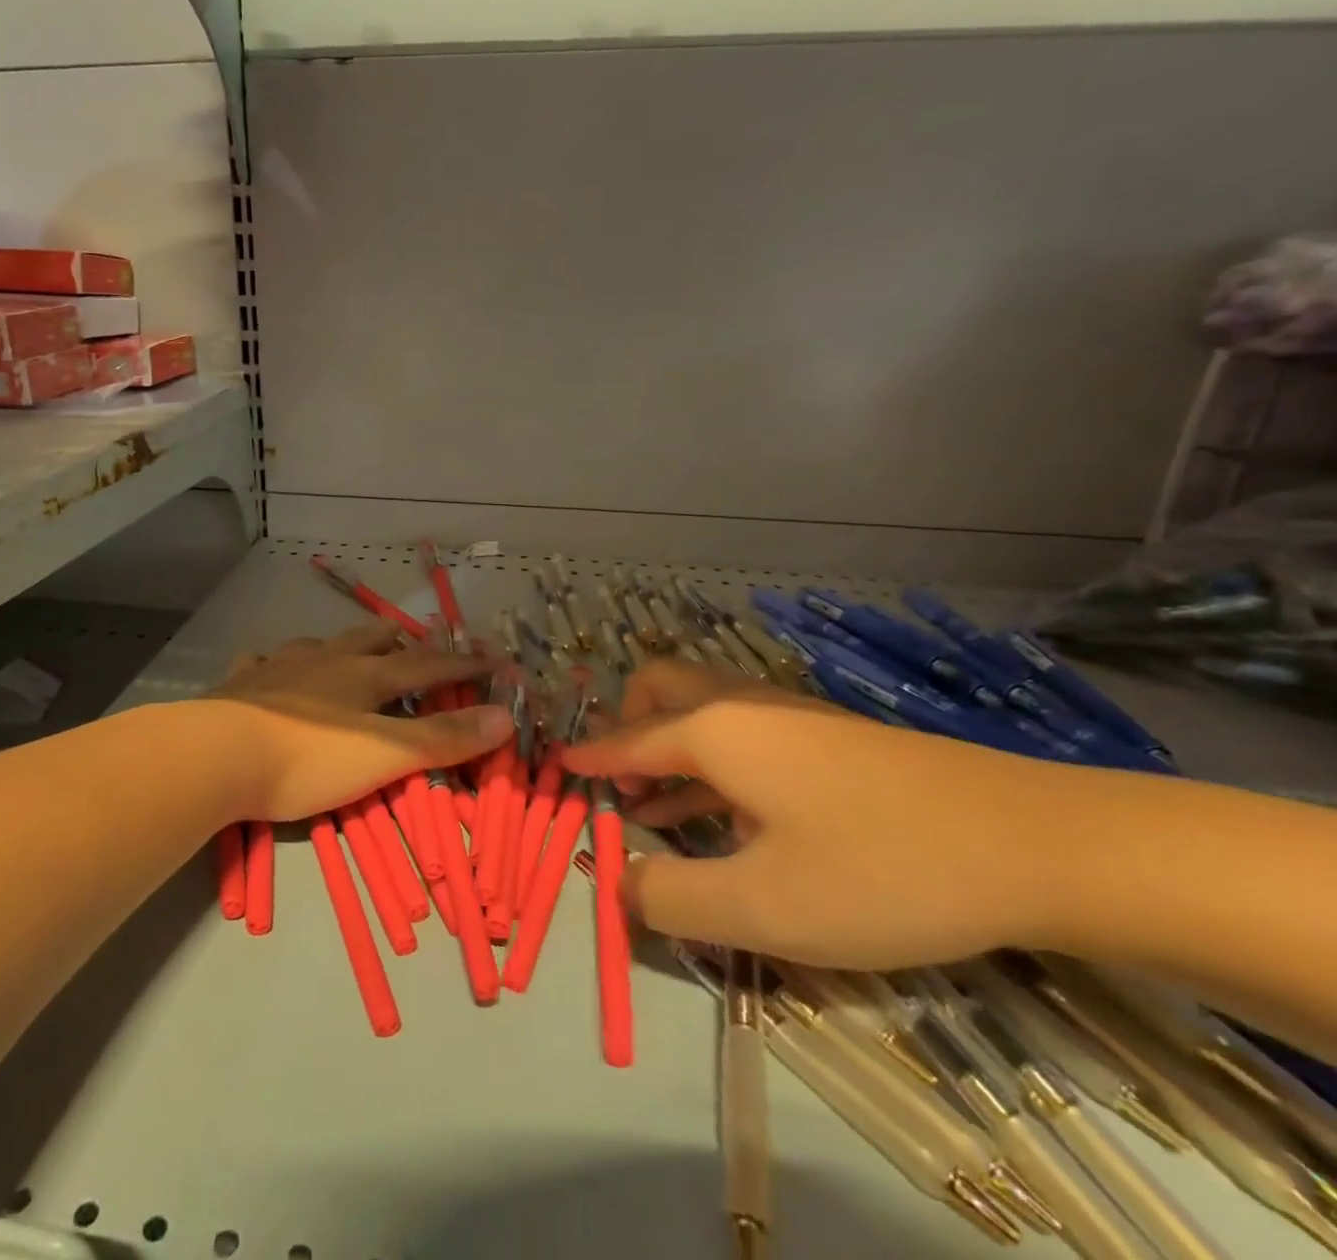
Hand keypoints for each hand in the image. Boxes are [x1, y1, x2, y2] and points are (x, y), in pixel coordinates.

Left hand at [208, 622, 511, 821]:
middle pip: (370, 640)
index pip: (426, 665)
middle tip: (411, 644)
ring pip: (319, 643)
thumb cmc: (308, 758)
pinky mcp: (242, 682)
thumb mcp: (384, 755)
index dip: (461, 663)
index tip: (492, 659)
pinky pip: (262, 660)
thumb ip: (442, 738)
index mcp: (364, 676)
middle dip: (397, 642)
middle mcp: (325, 660)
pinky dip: (276, 661)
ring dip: (340, 645)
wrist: (219, 754)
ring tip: (347, 651)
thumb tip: (505, 716)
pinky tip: (269, 664)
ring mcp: (280, 666)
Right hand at [565, 658, 1069, 970]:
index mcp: (714, 732)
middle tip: (617, 782)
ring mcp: (793, 716)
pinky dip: (711, 760)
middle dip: (625, 725)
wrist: (1040, 844)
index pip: (627, 740)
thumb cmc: (882, 869)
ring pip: (703, 710)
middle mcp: (743, 707)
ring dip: (667, 747)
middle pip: (660, 688)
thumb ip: (670, 898)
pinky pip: (743, 733)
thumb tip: (616, 887)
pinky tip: (727, 813)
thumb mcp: (763, 906)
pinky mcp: (832, 737)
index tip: (555, 769)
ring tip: (654, 808)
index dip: (588, 759)